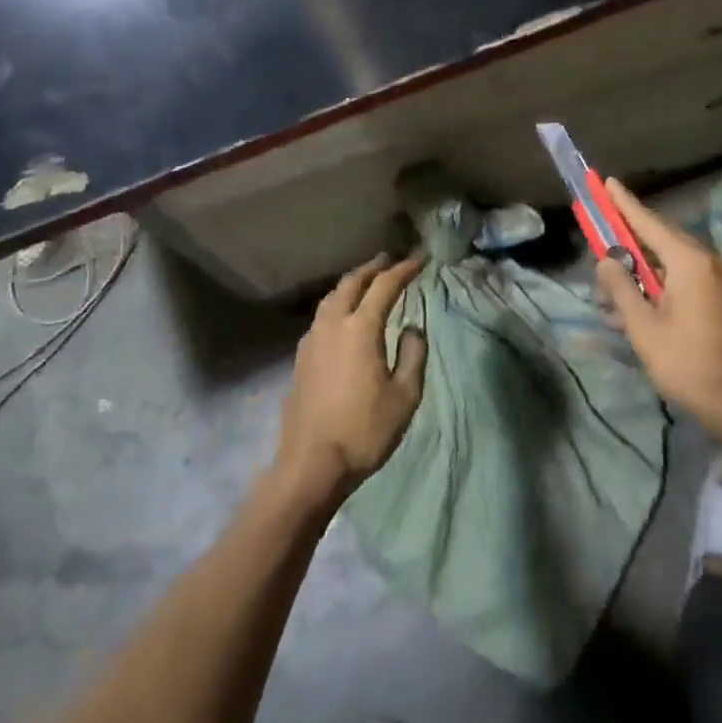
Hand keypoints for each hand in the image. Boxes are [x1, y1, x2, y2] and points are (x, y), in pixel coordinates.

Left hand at [272, 253, 428, 504]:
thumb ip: (413, 354)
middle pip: (352, 283)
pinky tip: (343, 317)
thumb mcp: (405, 395)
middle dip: (373, 268)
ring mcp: (311, 340)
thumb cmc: (365, 430)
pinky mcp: (300, 358)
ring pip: (331, 298)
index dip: (404, 269)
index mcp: (360, 328)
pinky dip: (337, 304)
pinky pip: (321, 317)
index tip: (421, 258)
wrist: (311, 463)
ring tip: (366, 281)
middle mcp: (332, 324)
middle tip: (390, 260)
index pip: (385, 286)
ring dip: (351, 284)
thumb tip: (412, 328)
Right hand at [594, 179, 721, 447]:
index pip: (649, 223)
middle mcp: (713, 263)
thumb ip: (621, 287)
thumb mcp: (642, 327)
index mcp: (691, 263)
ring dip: (644, 277)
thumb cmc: (687, 364)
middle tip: (602, 256)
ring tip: (615, 302)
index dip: (625, 203)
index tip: (607, 182)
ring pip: (675, 266)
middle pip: (662, 243)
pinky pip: (690, 282)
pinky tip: (643, 311)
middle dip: (629, 249)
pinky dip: (664, 288)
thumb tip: (607, 260)